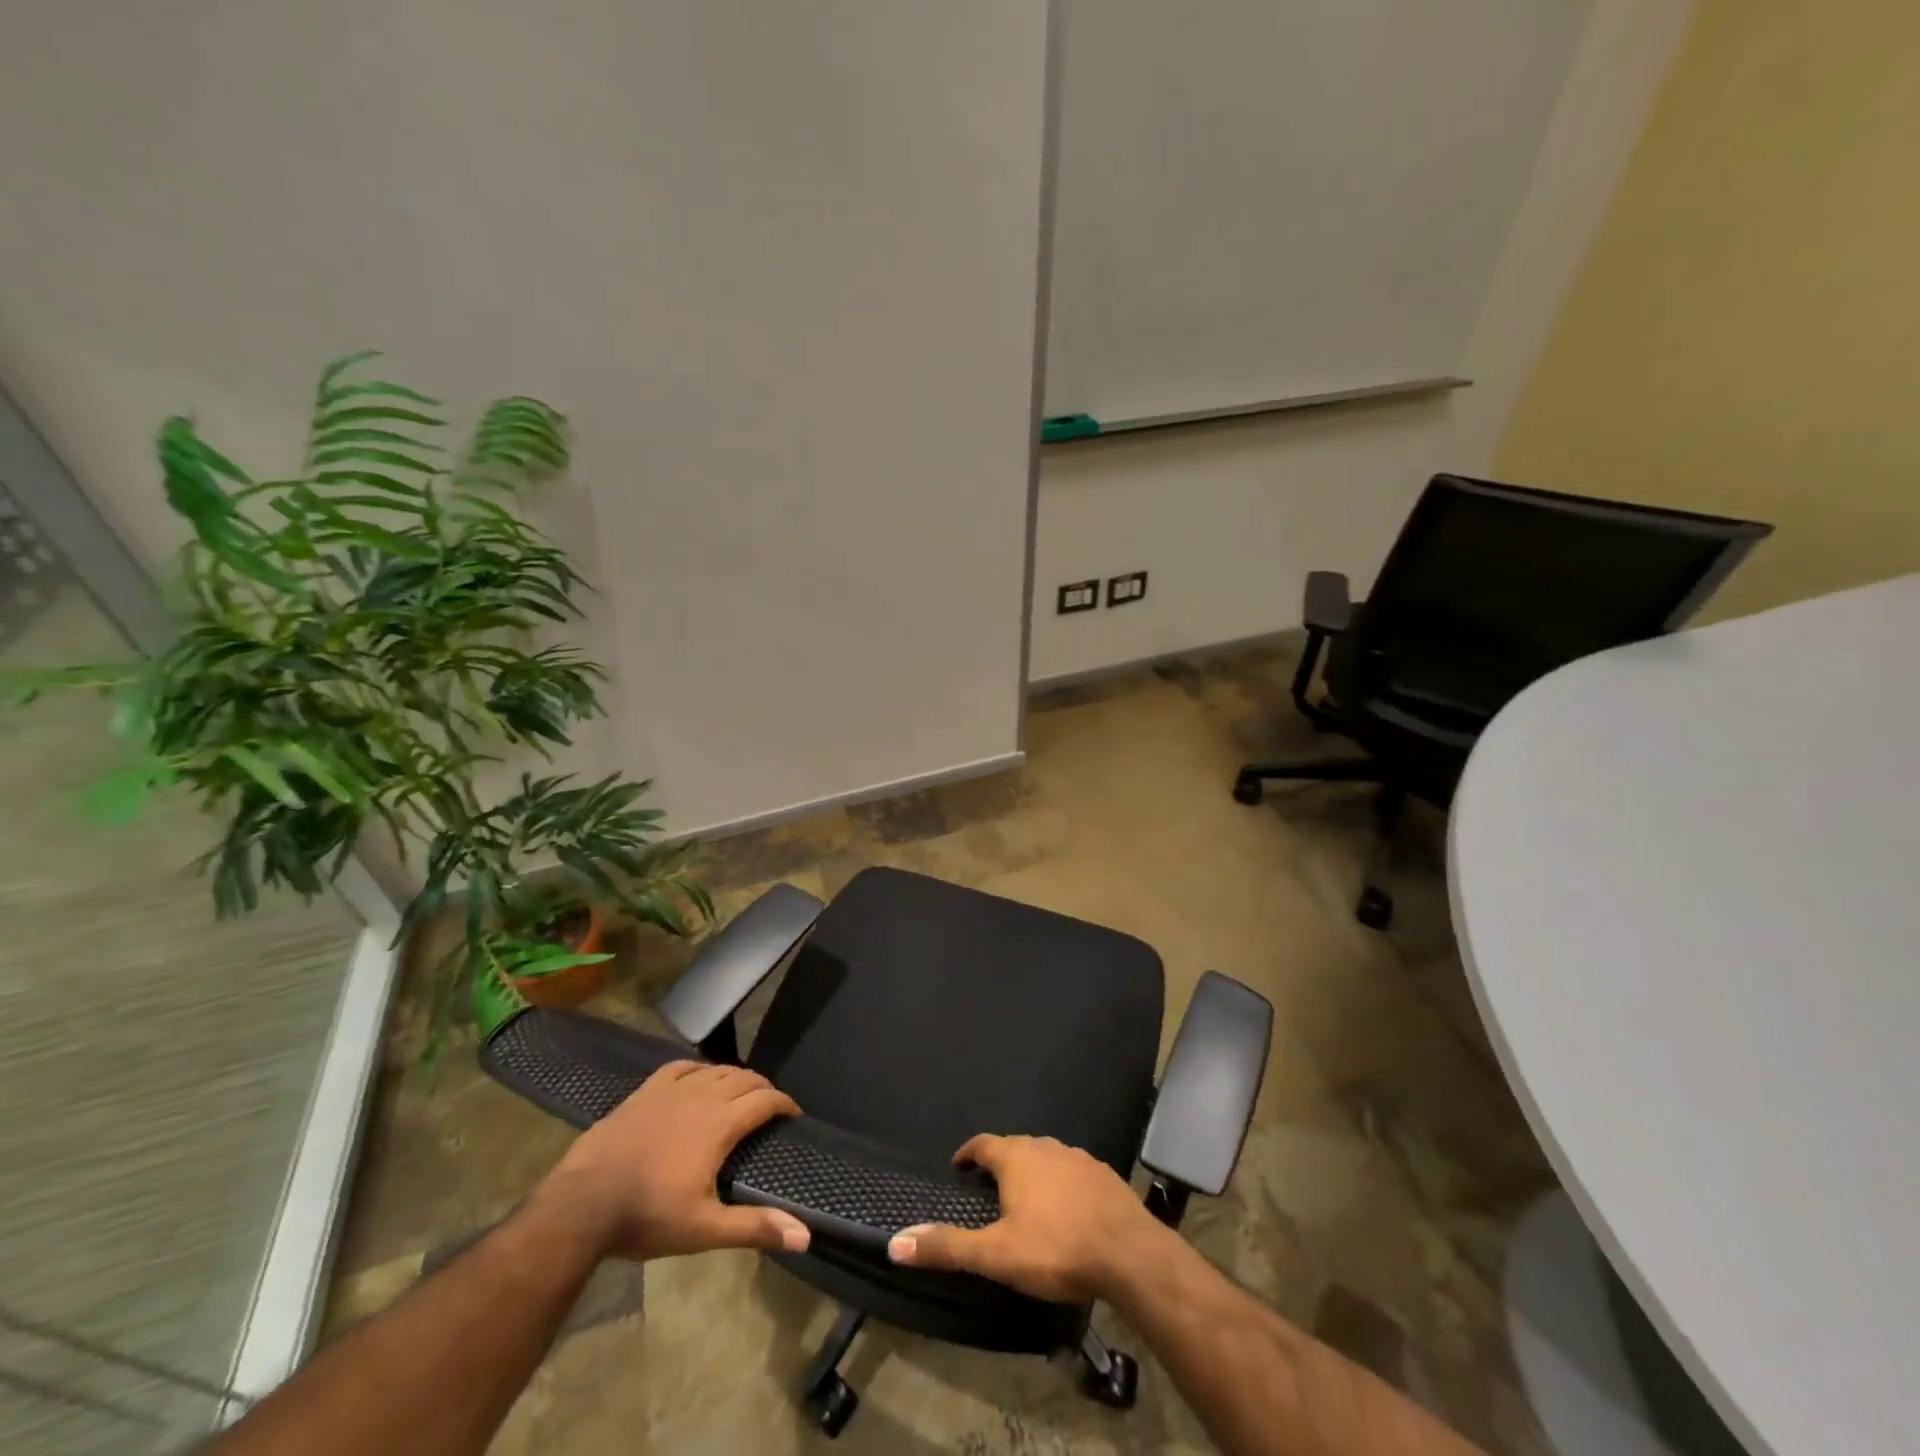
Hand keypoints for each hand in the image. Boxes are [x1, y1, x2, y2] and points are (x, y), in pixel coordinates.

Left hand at [532, 1061, 809, 1261]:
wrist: (582, 1205)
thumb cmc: (647, 1216)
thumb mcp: (704, 1229)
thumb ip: (754, 1227)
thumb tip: (805, 1235)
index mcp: (721, 1124)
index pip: (764, 1100)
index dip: (784, 1103)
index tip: (793, 1114)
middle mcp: (702, 1096)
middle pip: (744, 1078)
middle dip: (762, 1087)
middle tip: (769, 1105)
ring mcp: (671, 1090)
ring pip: (715, 1069)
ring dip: (734, 1077)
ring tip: (740, 1091)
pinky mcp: (645, 1091)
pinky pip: (680, 1067)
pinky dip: (698, 1068)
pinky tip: (698, 1077)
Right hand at [886, 1134, 1170, 1302]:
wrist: (1128, 1252)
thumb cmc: (1055, 1248)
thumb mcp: (996, 1254)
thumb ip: (948, 1247)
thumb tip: (895, 1242)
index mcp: (1016, 1157)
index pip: (983, 1143)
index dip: (969, 1153)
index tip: (959, 1166)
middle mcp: (1045, 1146)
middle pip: (1015, 1147)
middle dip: (1000, 1163)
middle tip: (989, 1187)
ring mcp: (1077, 1156)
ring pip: (1045, 1156)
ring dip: (1032, 1171)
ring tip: (1025, 1197)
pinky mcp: (1102, 1173)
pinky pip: (1072, 1171)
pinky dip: (1061, 1182)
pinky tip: (1065, 1207)